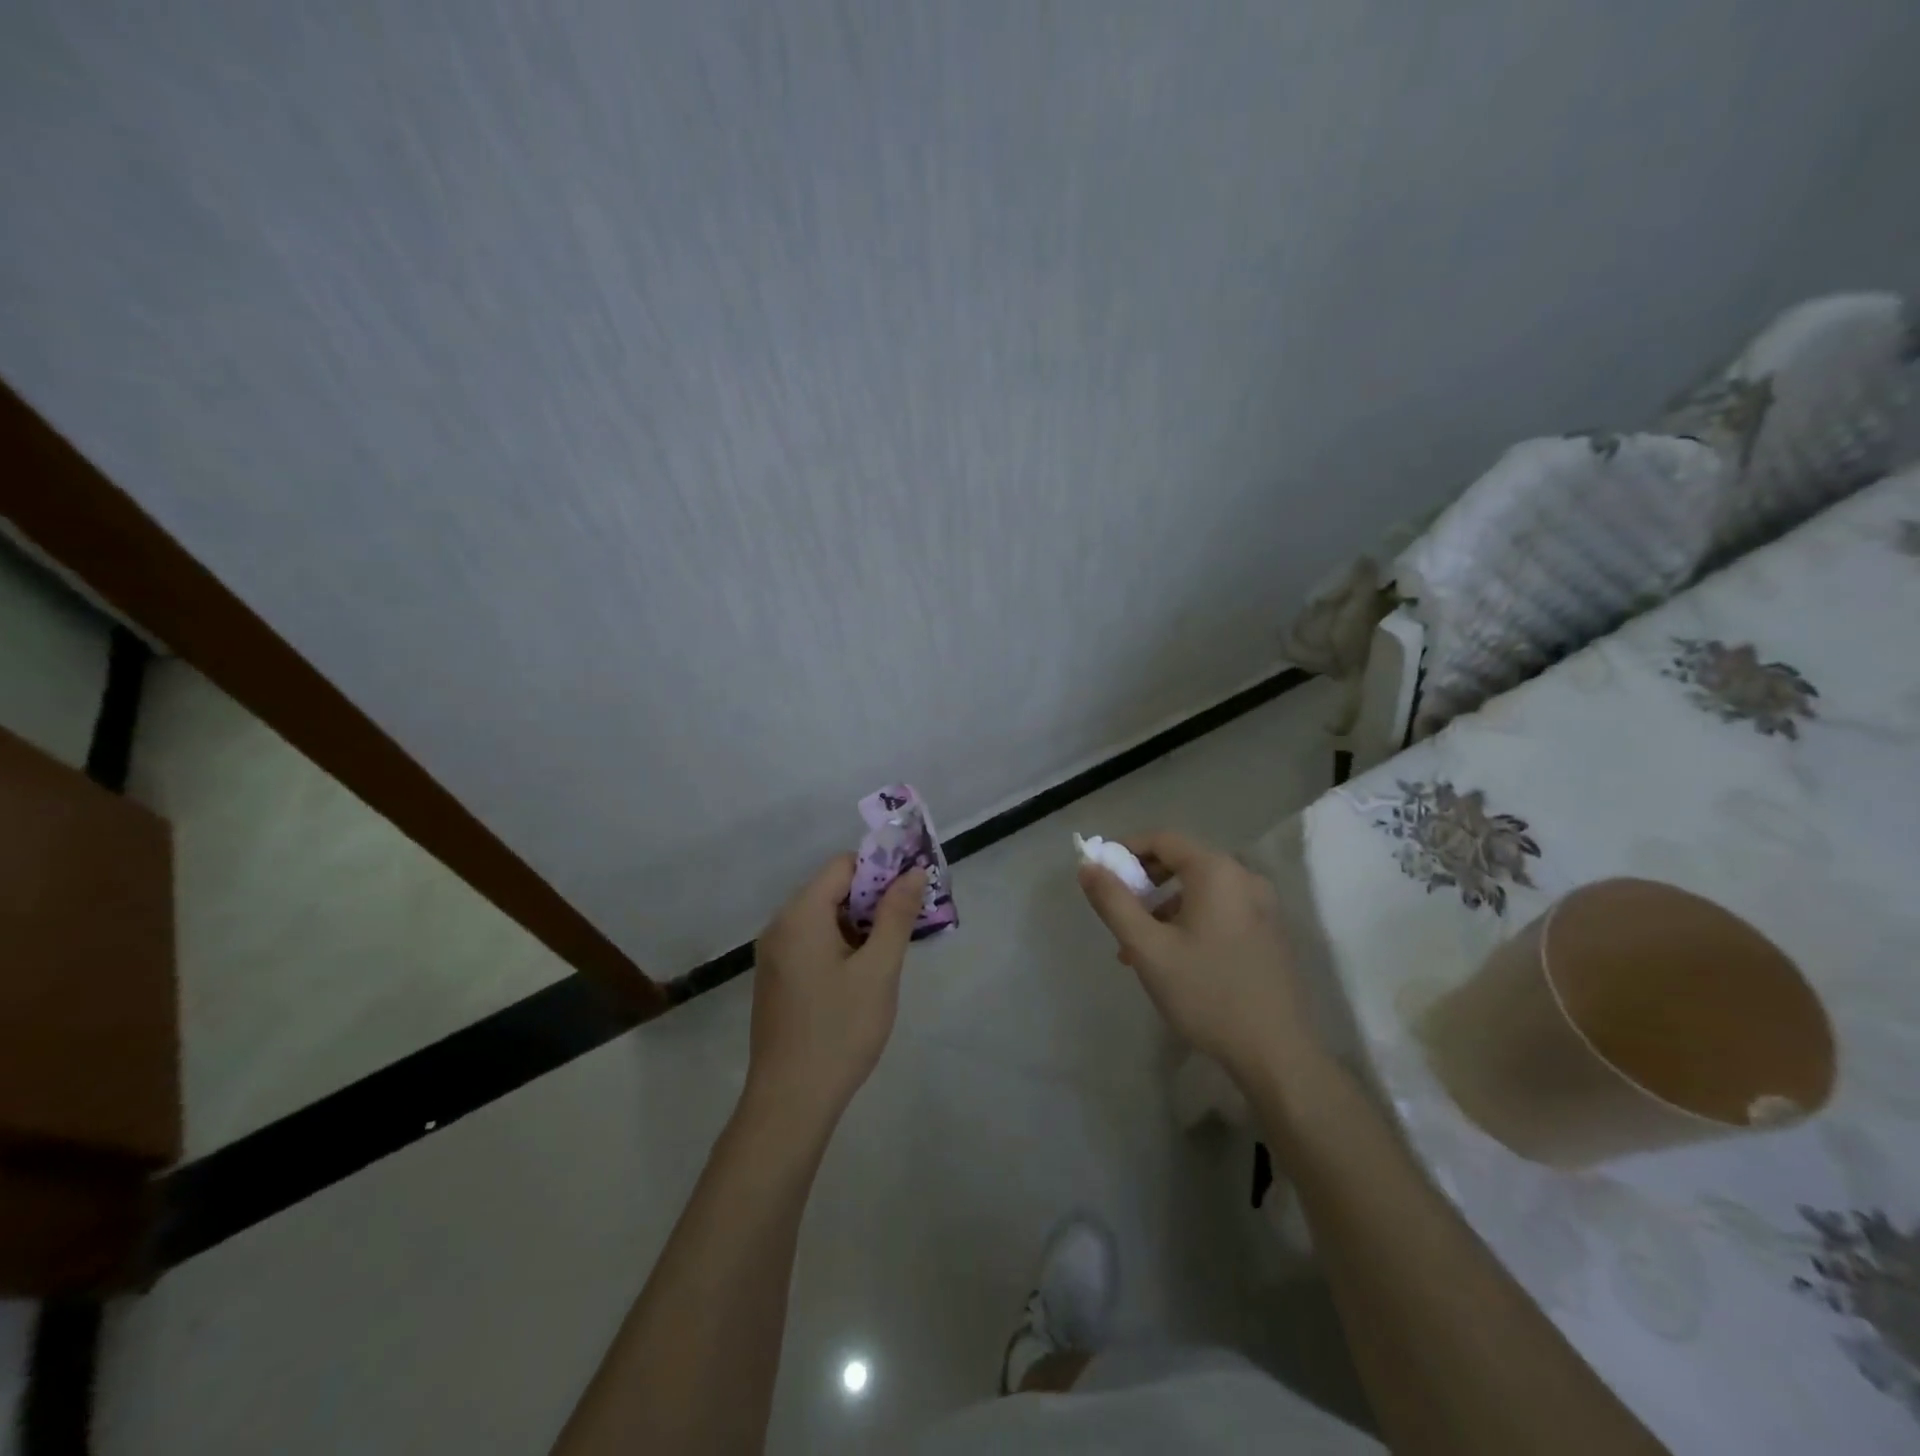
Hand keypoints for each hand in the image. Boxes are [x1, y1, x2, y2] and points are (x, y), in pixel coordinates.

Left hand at [746, 856, 926, 1125]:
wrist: (790, 1102)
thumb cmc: (840, 1030)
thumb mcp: (879, 970)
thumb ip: (896, 915)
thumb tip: (913, 872)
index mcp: (800, 914)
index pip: (843, 866)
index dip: (881, 869)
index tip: (914, 888)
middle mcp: (780, 925)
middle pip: (833, 889)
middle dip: (874, 897)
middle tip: (912, 919)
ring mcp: (774, 954)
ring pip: (824, 917)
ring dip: (860, 923)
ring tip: (894, 947)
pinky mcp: (777, 979)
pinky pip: (812, 942)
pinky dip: (841, 944)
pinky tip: (865, 972)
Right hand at [1077, 830, 1314, 1087]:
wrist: (1277, 1054)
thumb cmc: (1207, 993)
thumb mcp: (1148, 948)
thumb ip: (1113, 902)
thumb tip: (1087, 866)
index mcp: (1217, 872)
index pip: (1162, 839)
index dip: (1126, 850)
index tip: (1100, 874)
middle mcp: (1244, 877)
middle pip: (1183, 861)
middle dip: (1144, 882)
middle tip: (1118, 911)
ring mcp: (1263, 905)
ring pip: (1200, 889)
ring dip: (1164, 906)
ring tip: (1138, 946)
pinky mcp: (1270, 932)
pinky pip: (1220, 908)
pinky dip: (1190, 919)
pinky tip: (1174, 958)